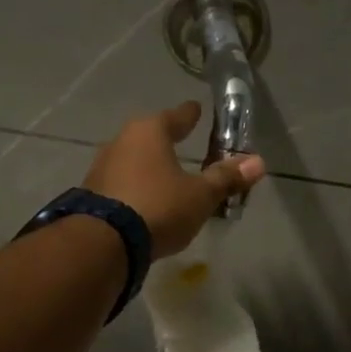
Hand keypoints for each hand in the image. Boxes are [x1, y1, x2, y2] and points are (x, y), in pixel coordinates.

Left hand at [84, 102, 265, 256]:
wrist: (104, 242)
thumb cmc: (159, 207)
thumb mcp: (199, 196)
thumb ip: (226, 178)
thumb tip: (258, 161)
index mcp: (150, 132)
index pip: (176, 116)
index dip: (189, 114)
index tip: (196, 109)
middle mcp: (122, 141)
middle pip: (150, 136)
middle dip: (166, 141)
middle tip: (181, 142)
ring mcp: (102, 166)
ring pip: (133, 160)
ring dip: (149, 166)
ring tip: (164, 176)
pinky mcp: (91, 193)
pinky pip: (121, 182)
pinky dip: (135, 187)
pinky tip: (143, 200)